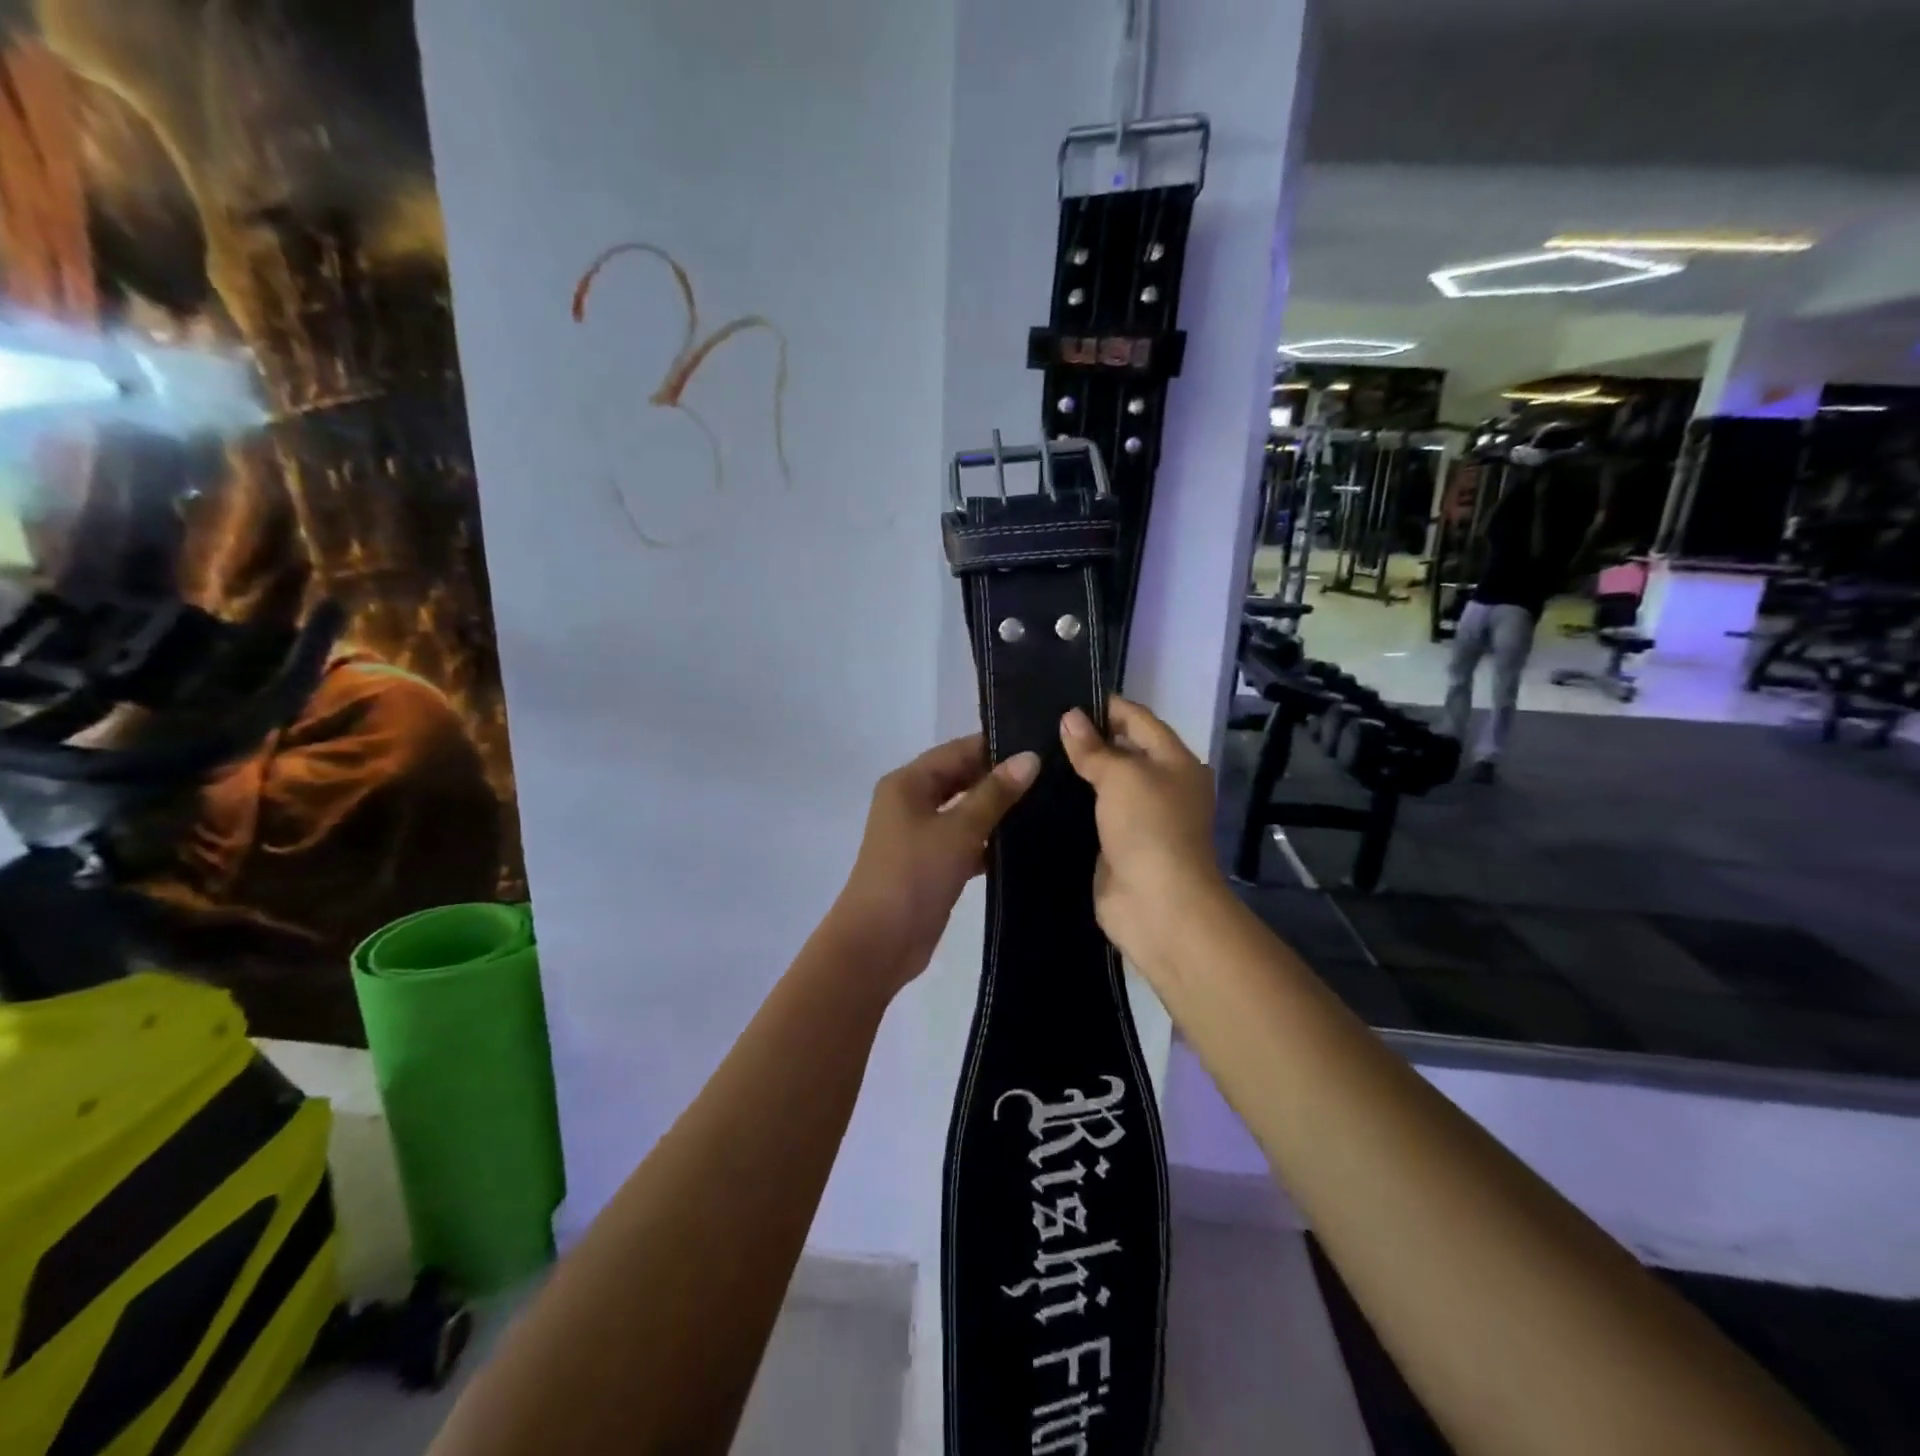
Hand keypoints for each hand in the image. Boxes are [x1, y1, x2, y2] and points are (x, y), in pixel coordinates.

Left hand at [832, 735, 1038, 991]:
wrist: (879, 943)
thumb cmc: (914, 875)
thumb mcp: (958, 830)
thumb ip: (995, 794)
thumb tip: (1030, 758)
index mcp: (908, 783)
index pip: (958, 751)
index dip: (997, 747)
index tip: (1042, 746)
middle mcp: (912, 802)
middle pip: (962, 779)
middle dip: (1001, 779)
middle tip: (1053, 775)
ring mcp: (921, 835)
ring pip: (966, 812)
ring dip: (999, 812)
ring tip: (1050, 804)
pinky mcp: (933, 865)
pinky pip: (967, 842)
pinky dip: (990, 842)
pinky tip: (1028, 844)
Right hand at [1060, 699, 1225, 976]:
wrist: (1157, 904)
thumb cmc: (1149, 827)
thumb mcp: (1122, 776)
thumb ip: (1094, 747)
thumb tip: (1070, 717)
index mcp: (1175, 761)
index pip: (1138, 719)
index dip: (1104, 706)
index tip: (1062, 698)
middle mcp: (1161, 785)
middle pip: (1121, 751)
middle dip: (1085, 739)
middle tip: (1037, 725)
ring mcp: (1138, 818)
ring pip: (1103, 785)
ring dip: (1074, 773)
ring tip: (1031, 754)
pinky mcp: (1116, 845)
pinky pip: (1091, 815)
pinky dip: (1069, 805)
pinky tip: (1037, 793)